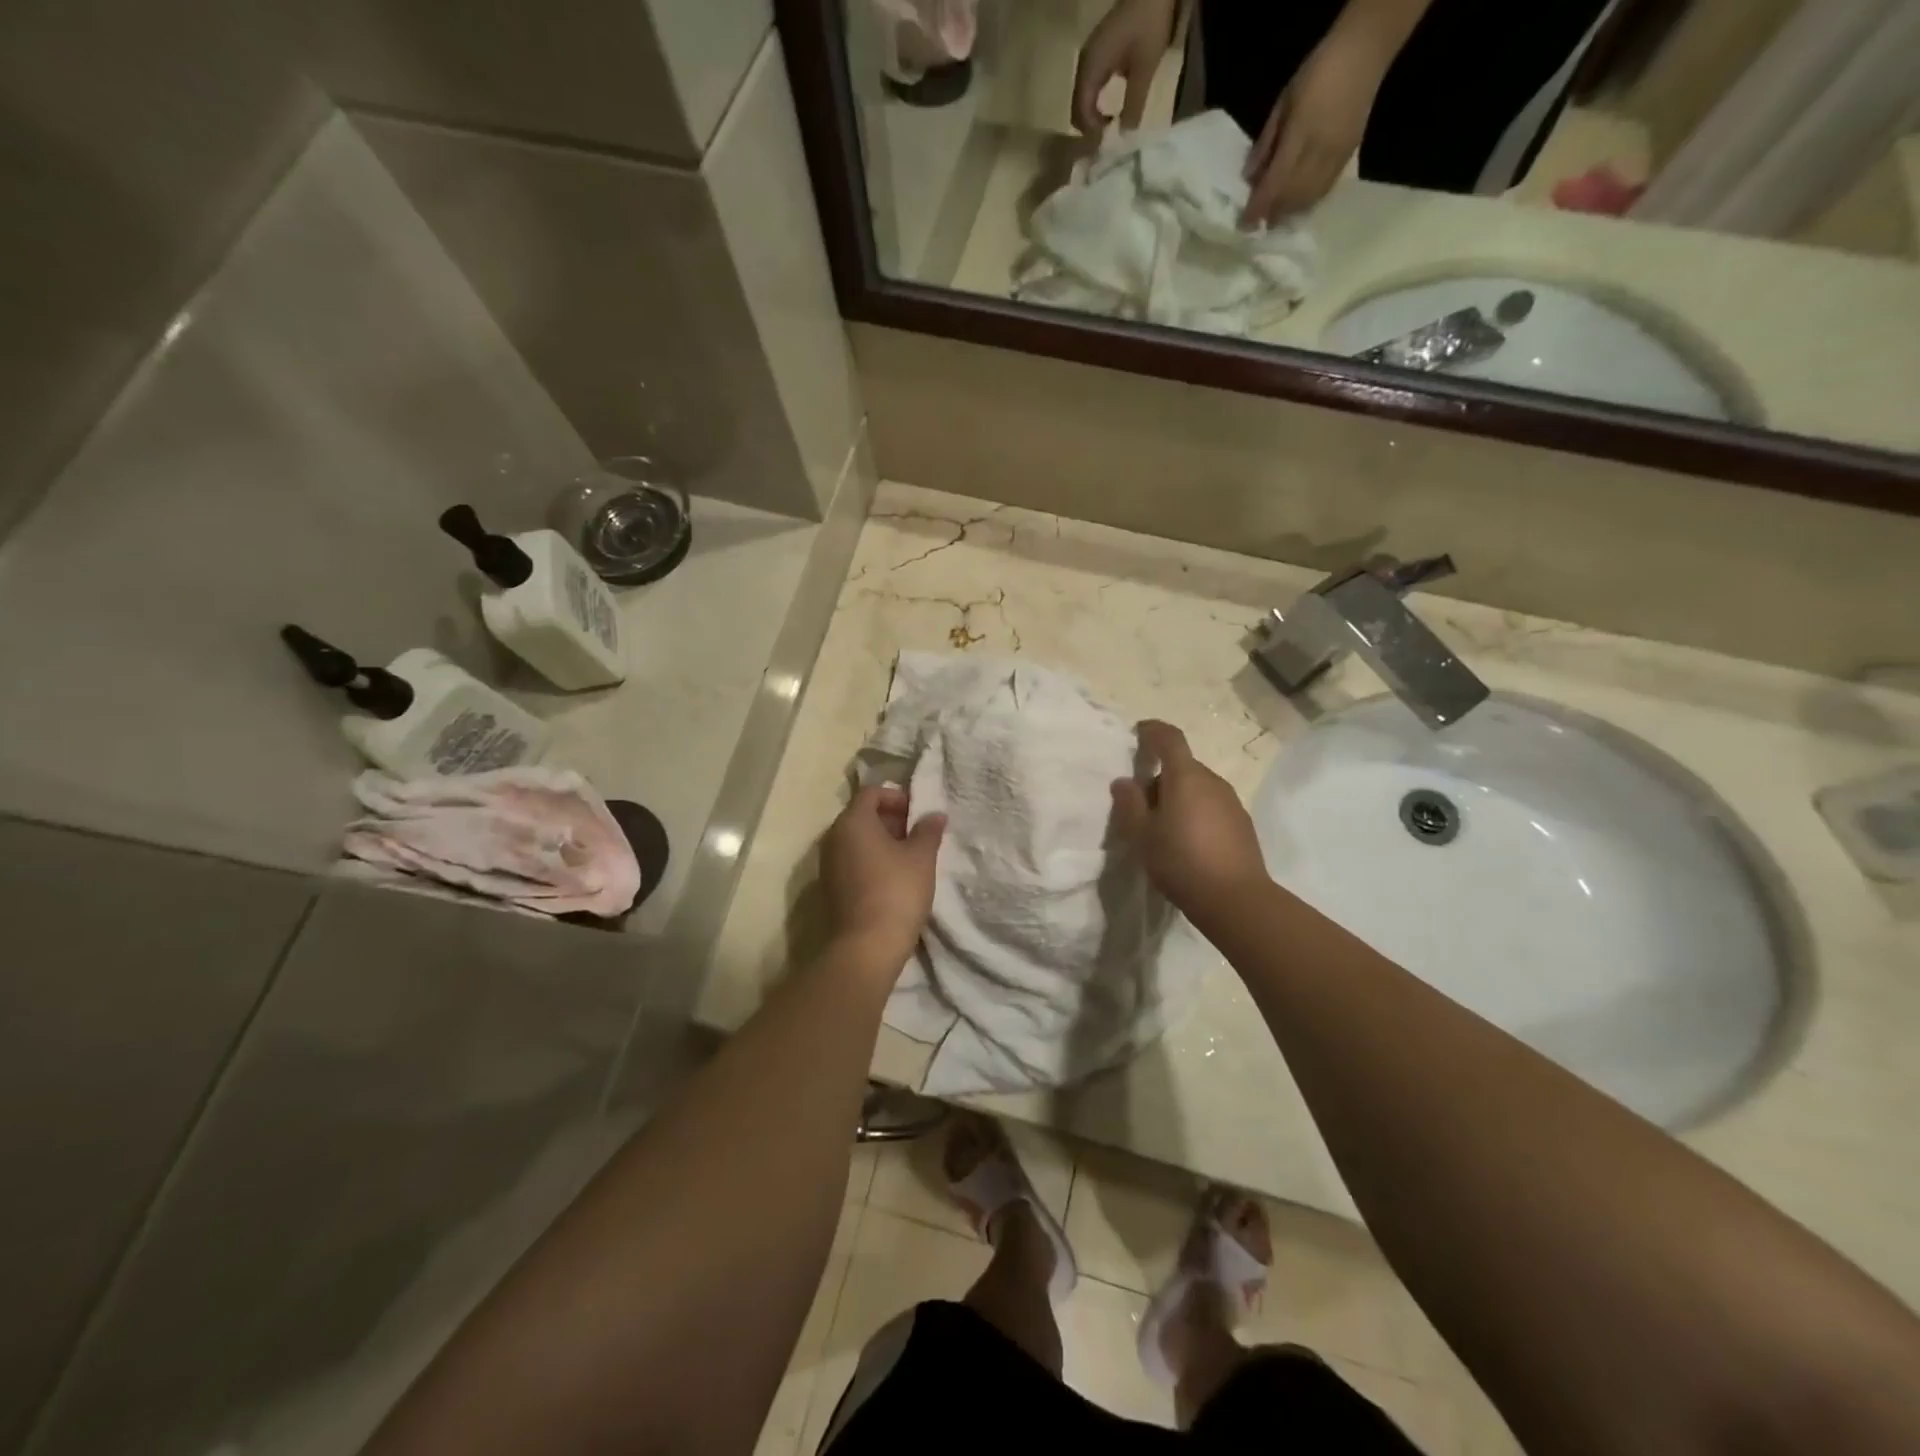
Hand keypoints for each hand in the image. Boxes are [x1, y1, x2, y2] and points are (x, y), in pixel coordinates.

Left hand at [820, 784, 945, 967]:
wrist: (866, 946)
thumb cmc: (896, 891)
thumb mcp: (921, 857)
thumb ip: (928, 831)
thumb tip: (934, 815)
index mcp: (852, 822)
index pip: (872, 793)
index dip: (897, 797)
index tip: (919, 812)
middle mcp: (833, 838)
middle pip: (862, 815)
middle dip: (891, 819)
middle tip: (919, 834)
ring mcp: (828, 864)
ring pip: (857, 840)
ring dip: (883, 842)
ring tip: (910, 858)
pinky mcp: (831, 888)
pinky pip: (852, 861)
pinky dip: (872, 861)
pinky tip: (895, 878)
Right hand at [1073, 0, 1178, 136]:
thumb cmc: (1148, 25)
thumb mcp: (1144, 69)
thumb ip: (1133, 104)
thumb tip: (1124, 137)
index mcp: (1091, 68)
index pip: (1081, 112)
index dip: (1092, 132)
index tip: (1108, 143)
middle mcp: (1084, 64)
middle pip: (1077, 108)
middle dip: (1089, 127)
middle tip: (1107, 139)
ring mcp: (1089, 57)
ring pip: (1082, 98)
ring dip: (1092, 116)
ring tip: (1109, 126)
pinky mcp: (1097, 53)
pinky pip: (1089, 87)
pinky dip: (1095, 103)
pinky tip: (1110, 108)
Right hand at [1111, 721, 1268, 922]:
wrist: (1236, 899)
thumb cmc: (1181, 861)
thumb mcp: (1142, 835)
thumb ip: (1130, 804)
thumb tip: (1124, 782)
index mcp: (1185, 777)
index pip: (1170, 739)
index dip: (1152, 731)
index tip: (1138, 732)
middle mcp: (1212, 781)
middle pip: (1182, 767)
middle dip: (1159, 778)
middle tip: (1140, 808)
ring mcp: (1231, 802)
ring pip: (1197, 788)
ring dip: (1178, 797)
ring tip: (1162, 830)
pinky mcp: (1242, 823)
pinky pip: (1211, 806)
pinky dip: (1195, 813)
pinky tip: (1187, 843)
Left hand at [1241, 28, 1389, 226]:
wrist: (1365, 50)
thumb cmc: (1317, 71)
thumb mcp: (1283, 104)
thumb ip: (1266, 143)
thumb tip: (1248, 178)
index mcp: (1300, 134)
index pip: (1275, 182)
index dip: (1258, 207)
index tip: (1244, 223)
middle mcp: (1320, 151)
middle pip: (1292, 196)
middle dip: (1272, 213)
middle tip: (1257, 223)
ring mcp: (1337, 155)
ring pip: (1309, 198)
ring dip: (1289, 212)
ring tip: (1274, 218)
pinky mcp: (1348, 156)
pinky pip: (1324, 190)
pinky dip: (1307, 203)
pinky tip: (1296, 206)